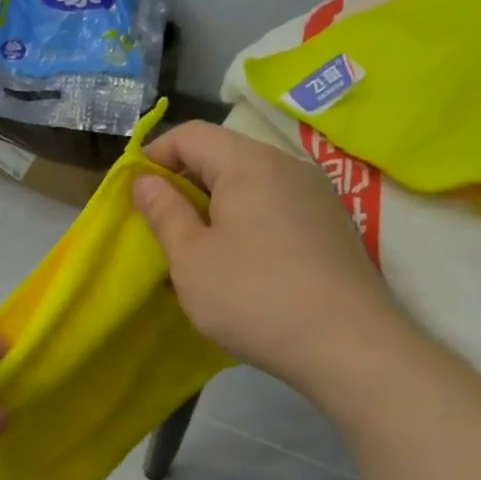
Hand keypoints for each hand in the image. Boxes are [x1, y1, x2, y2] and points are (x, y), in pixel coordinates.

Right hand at [132, 122, 411, 398]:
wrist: (347, 345)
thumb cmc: (253, 297)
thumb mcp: (191, 258)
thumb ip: (164, 212)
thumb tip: (144, 181)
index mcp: (249, 164)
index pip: (191, 134)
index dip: (154, 156)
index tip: (133, 193)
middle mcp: (288, 166)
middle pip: (224, 156)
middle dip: (184, 183)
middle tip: (160, 226)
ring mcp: (317, 195)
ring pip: (251, 185)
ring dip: (214, 207)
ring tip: (196, 250)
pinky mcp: (332, 226)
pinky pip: (275, 208)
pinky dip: (245, 223)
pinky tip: (238, 265)